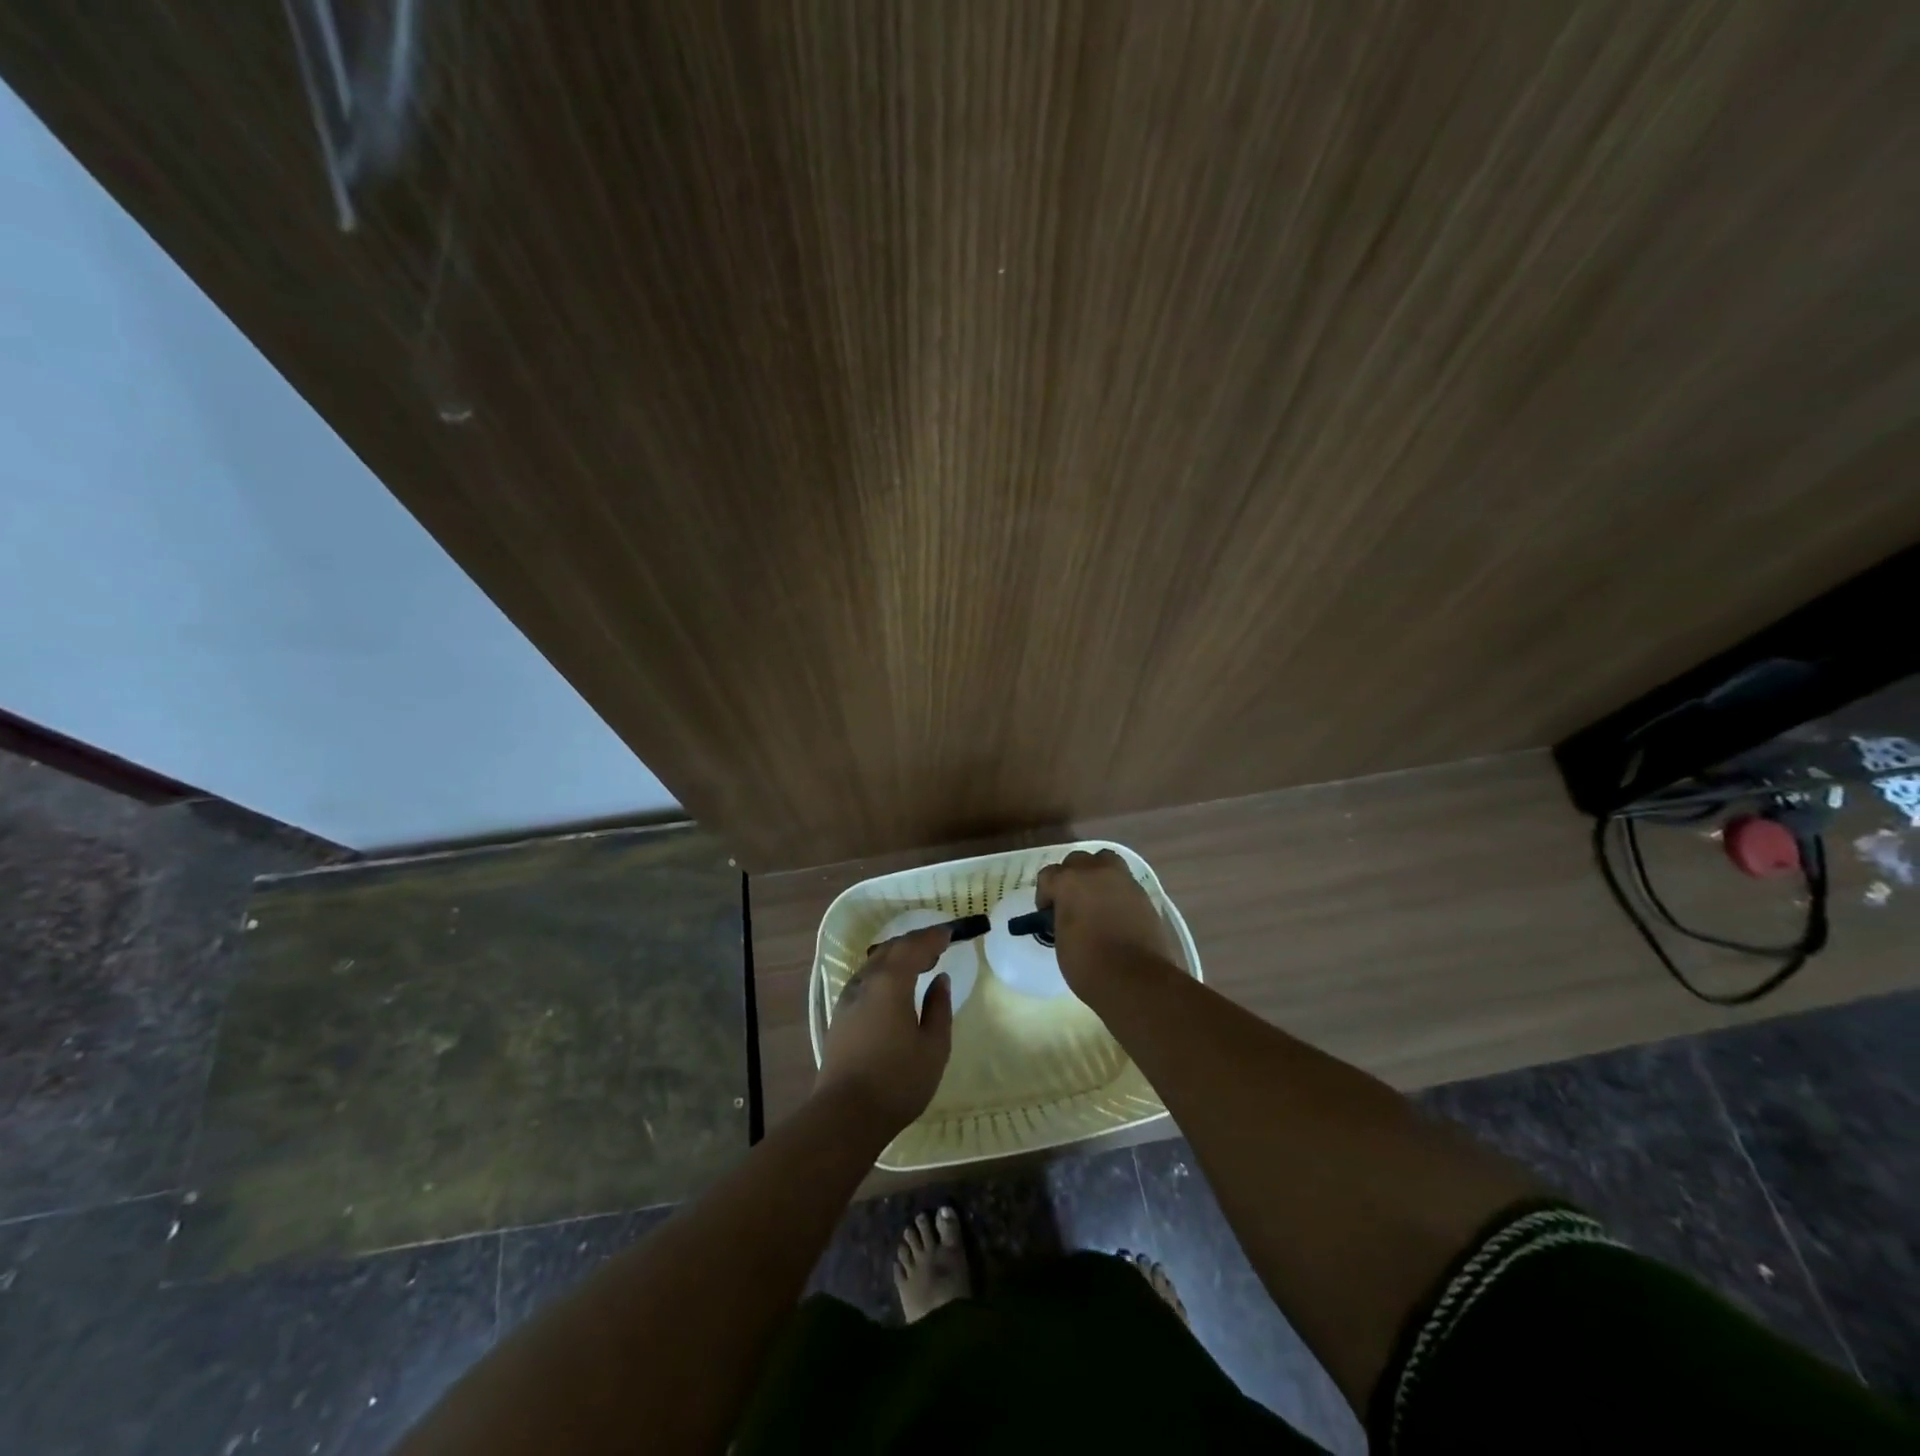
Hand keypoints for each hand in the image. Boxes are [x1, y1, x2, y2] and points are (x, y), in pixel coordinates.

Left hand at [815, 925, 954, 1135]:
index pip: (914, 946)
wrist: (845, 1115)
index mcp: (891, 982)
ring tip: (920, 964)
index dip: (934, 937)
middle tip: (938, 946)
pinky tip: (895, 989)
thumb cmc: (898, 1081)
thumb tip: (940, 980)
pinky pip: (866, 980)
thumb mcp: (934, 1046)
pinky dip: (885, 973)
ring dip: (898, 957)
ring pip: (875, 963)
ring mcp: (848, 998)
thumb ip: (940, 1007)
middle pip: (891, 949)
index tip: (951, 933)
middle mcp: (866, 981)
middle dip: (915, 943)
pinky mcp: (840, 1015)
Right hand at [1036, 848, 1175, 998]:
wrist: (1136, 979)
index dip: (1045, 895)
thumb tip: (1067, 915)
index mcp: (1069, 882)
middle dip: (1070, 877)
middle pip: (1077, 861)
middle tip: (1071, 903)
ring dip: (1096, 874)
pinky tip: (1115, 911)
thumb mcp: (1061, 940)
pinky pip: (1123, 881)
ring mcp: (1123, 880)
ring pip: (1105, 861)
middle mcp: (1095, 872)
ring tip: (1095, 898)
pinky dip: (1116, 889)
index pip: (1048, 875)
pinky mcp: (1143, 894)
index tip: (1048, 914)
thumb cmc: (1089, 964)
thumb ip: (1062, 917)